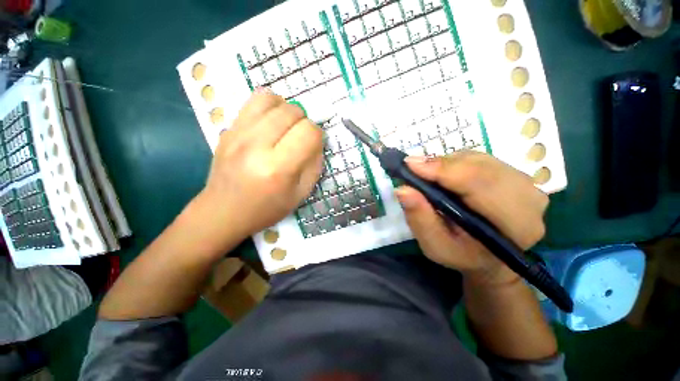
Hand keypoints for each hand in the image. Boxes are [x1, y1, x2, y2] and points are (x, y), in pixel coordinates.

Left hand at [198, 90, 323, 243]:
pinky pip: (253, 101)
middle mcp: (256, 146)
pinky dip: (269, 106)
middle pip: (292, 112)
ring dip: (287, 109)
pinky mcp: (227, 129)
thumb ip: (314, 165)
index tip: (314, 144)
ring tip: (286, 126)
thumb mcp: (300, 194)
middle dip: (304, 121)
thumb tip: (318, 141)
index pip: (308, 132)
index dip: (317, 135)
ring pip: (272, 99)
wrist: (223, 211)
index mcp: (278, 168)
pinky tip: (271, 122)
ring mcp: (238, 134)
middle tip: (300, 137)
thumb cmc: (267, 208)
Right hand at [394, 151, 548, 284]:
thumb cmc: (461, 255)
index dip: (444, 170)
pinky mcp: (516, 175)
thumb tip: (403, 189)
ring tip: (427, 174)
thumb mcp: (434, 245)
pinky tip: (444, 174)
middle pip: (481, 167)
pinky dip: (456, 162)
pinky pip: (481, 159)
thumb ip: (420, 218)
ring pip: (480, 159)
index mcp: (515, 225)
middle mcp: (529, 199)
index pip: (481, 184)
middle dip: (442, 165)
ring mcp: (527, 184)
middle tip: (413, 168)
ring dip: (447, 163)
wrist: (488, 257)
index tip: (410, 165)